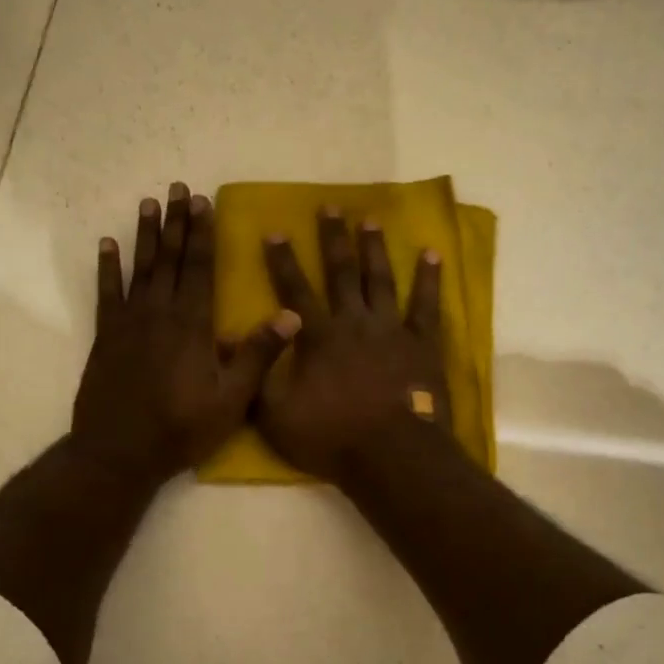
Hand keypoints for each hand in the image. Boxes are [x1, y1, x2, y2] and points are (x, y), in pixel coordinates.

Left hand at [73, 183, 300, 484]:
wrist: (119, 452)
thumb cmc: (181, 428)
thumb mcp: (231, 400)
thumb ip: (258, 355)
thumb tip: (292, 315)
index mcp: (193, 325)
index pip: (201, 268)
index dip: (204, 233)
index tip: (204, 202)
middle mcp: (161, 313)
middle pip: (171, 258)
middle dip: (177, 222)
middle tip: (178, 188)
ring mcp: (129, 322)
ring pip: (140, 268)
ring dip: (145, 234)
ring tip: (148, 203)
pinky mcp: (105, 336)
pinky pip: (106, 292)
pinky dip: (106, 267)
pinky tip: (106, 244)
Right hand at [255, 208, 449, 480]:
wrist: (392, 457)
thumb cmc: (331, 438)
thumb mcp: (276, 417)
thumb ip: (256, 376)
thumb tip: (230, 340)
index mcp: (318, 337)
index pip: (294, 290)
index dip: (282, 261)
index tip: (274, 231)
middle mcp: (354, 322)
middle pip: (341, 272)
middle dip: (332, 238)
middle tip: (329, 206)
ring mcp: (392, 330)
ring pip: (381, 279)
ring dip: (375, 248)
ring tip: (370, 220)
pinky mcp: (423, 344)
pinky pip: (427, 305)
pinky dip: (430, 279)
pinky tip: (433, 254)